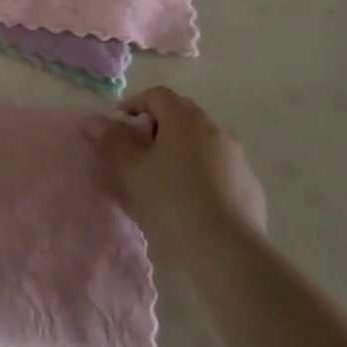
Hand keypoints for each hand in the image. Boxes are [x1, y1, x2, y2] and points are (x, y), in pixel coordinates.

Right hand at [86, 87, 266, 250]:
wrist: (226, 251)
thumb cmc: (171, 200)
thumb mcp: (131, 170)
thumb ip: (112, 140)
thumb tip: (96, 121)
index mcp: (186, 119)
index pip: (157, 95)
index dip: (133, 106)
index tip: (117, 131)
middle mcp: (216, 130)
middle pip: (182, 115)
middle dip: (157, 128)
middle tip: (137, 154)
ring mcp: (238, 158)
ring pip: (202, 143)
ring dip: (181, 152)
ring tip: (163, 181)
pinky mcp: (250, 186)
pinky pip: (219, 169)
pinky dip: (201, 174)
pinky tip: (191, 202)